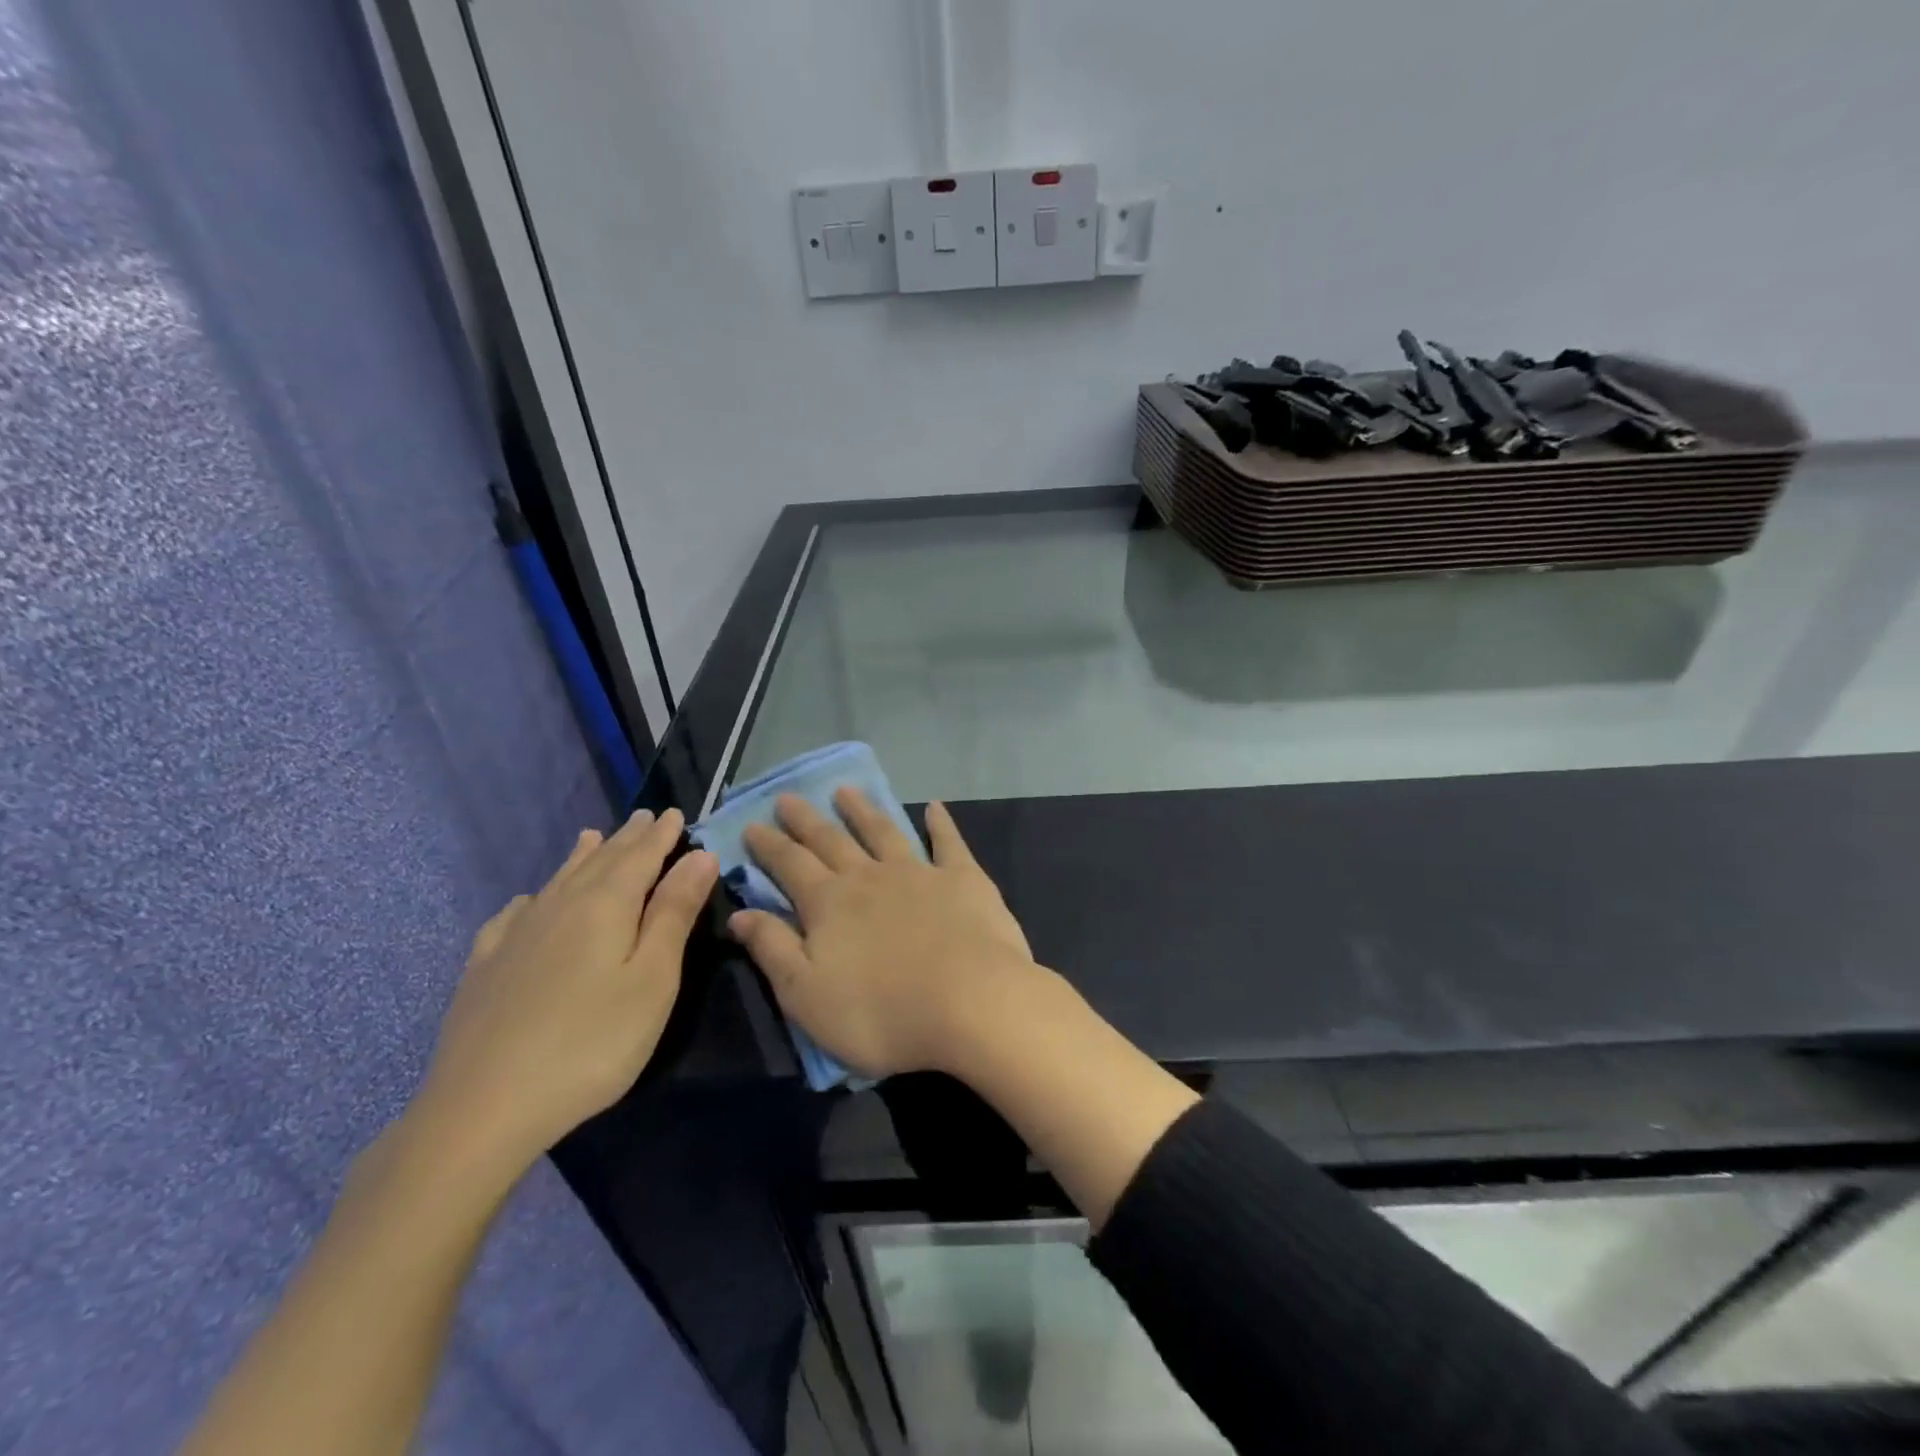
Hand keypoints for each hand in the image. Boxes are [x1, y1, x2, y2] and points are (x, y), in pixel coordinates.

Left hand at [416, 809, 718, 1173]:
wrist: (482, 1108)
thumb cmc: (591, 1042)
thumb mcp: (652, 979)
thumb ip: (674, 913)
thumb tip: (699, 855)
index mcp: (605, 906)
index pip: (641, 857)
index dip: (662, 836)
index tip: (677, 813)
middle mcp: (559, 907)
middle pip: (600, 862)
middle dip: (627, 839)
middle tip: (645, 817)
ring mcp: (515, 936)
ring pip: (557, 881)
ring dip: (582, 857)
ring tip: (592, 837)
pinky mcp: (485, 968)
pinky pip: (513, 915)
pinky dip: (532, 898)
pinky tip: (528, 902)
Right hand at [729, 790, 1040, 1079]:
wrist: (970, 1003)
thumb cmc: (881, 1013)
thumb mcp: (806, 994)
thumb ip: (773, 949)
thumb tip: (740, 913)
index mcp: (829, 904)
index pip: (789, 865)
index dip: (769, 846)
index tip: (752, 824)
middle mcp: (869, 877)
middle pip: (831, 841)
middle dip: (806, 820)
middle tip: (788, 796)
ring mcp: (918, 873)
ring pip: (882, 831)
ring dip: (862, 810)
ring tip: (845, 790)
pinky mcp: (963, 879)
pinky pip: (948, 843)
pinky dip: (940, 823)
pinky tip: (935, 807)